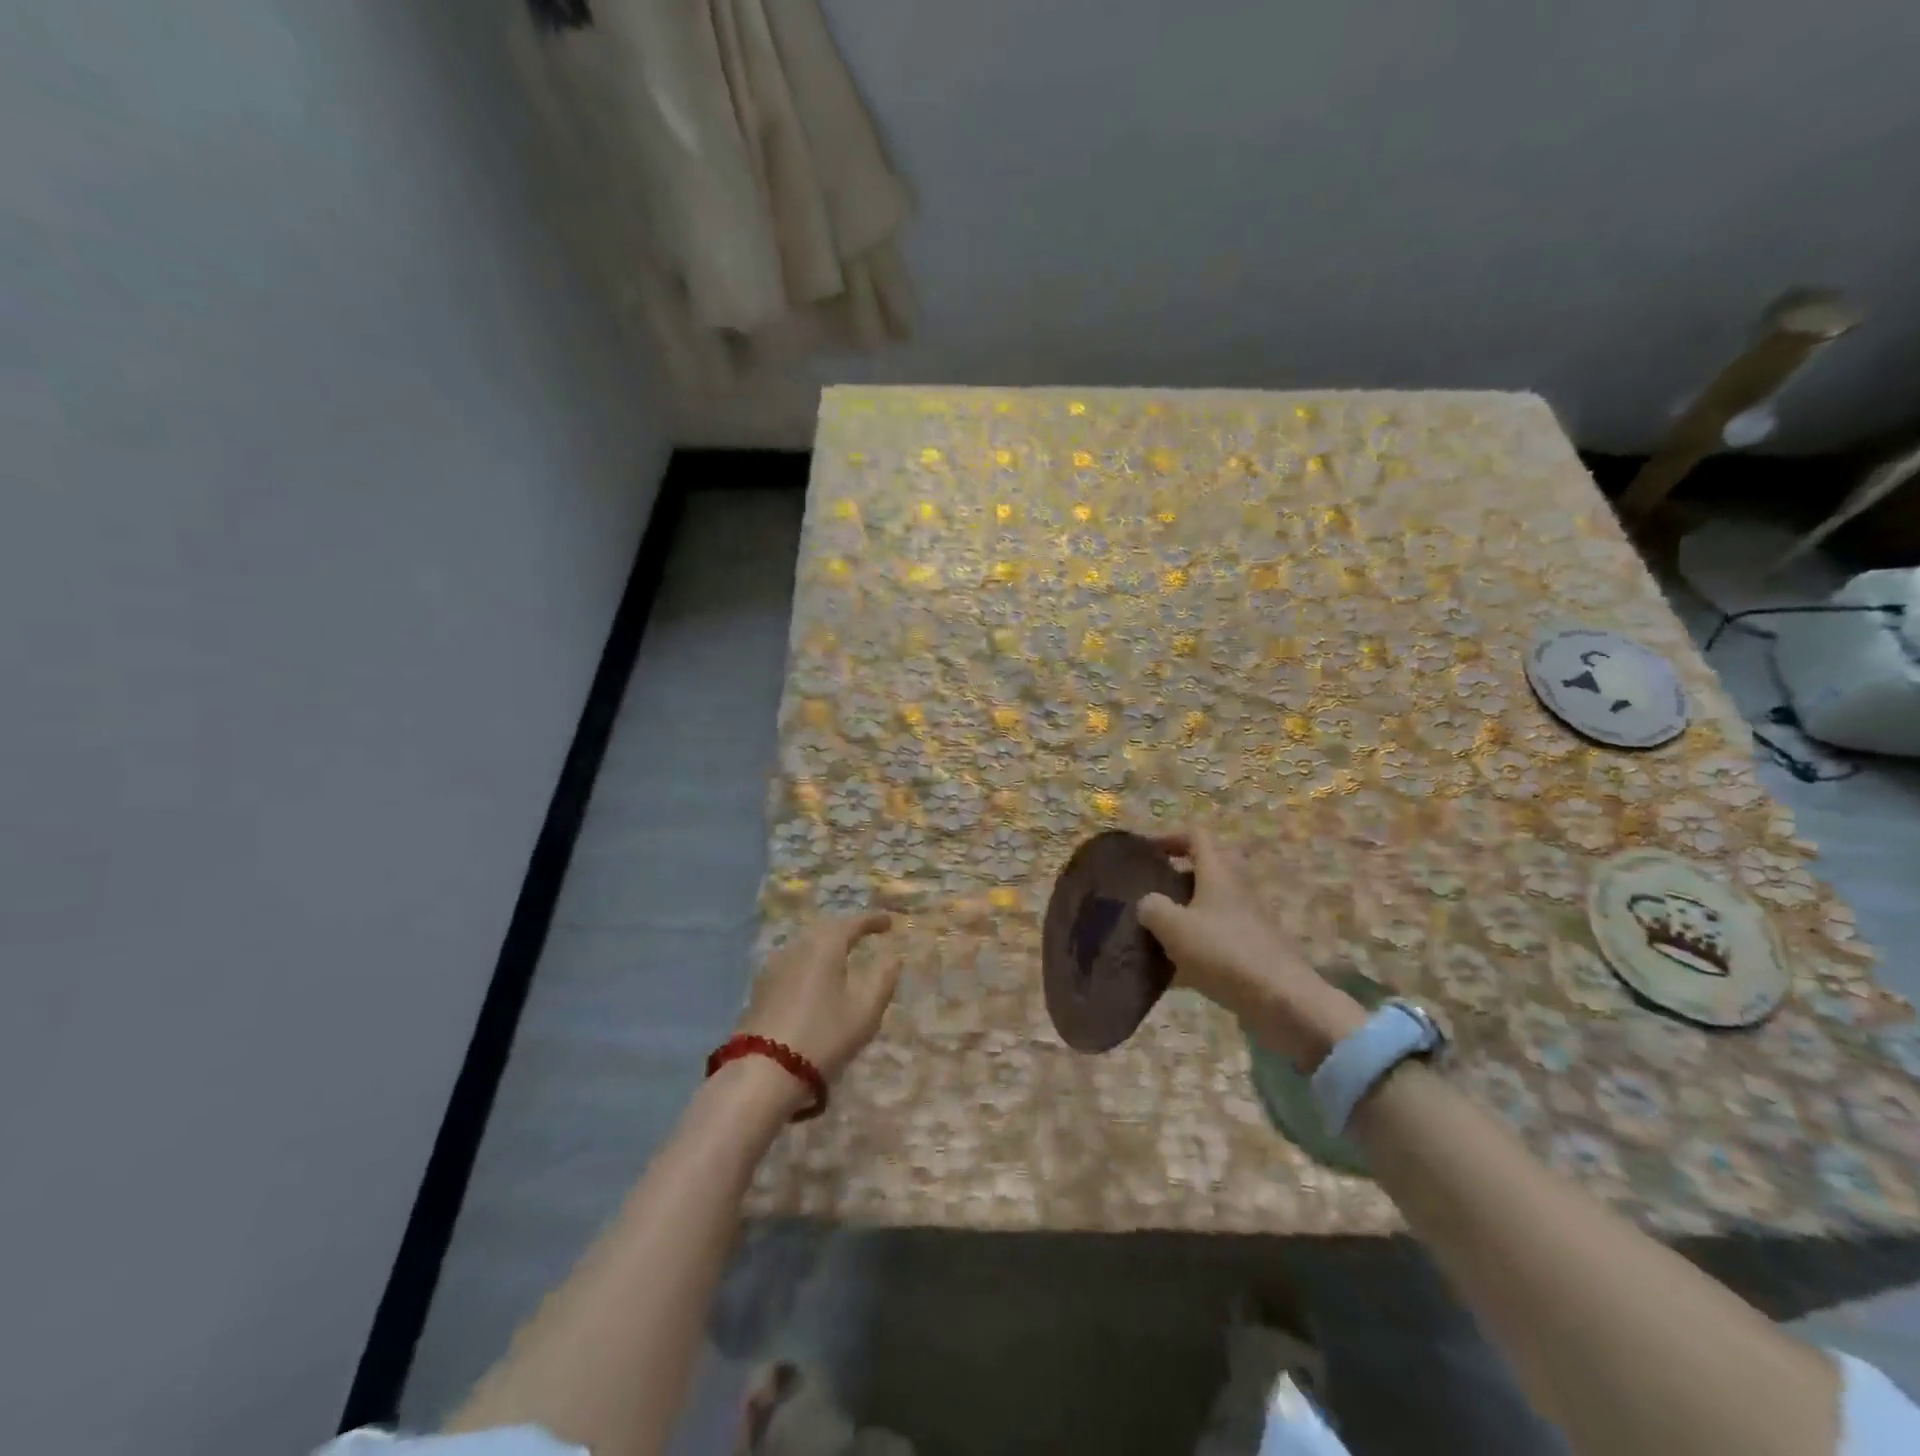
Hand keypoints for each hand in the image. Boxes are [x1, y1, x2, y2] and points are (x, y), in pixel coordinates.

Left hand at [738, 913, 898, 1083]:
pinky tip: (814, 977)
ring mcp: (774, 965)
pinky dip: (810, 961)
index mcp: (824, 946)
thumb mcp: (865, 1012)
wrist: (763, 1072)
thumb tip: (892, 957)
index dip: (872, 920)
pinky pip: (793, 961)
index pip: (852, 923)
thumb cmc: (823, 1037)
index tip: (889, 922)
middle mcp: (797, 947)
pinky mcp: (761, 987)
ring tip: (842, 955)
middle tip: (865, 933)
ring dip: (826, 945)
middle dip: (847, 929)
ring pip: (806, 944)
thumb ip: (883, 979)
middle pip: (826, 929)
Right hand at [1137, 828, 1364, 1067]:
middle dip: (1176, 877)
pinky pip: (1219, 937)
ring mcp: (1250, 920)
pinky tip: (1176, 971)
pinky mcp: (1255, 949)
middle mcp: (1237, 889)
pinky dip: (1197, 945)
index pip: (1197, 836)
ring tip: (1155, 932)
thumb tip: (1148, 903)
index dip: (1169, 837)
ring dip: (1184, 913)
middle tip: (1149, 892)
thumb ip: (1152, 908)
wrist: (1283, 1001)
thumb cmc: (1224, 953)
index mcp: (1218, 873)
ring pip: (1211, 905)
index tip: (1145, 852)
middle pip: (1206, 869)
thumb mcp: (1174, 927)